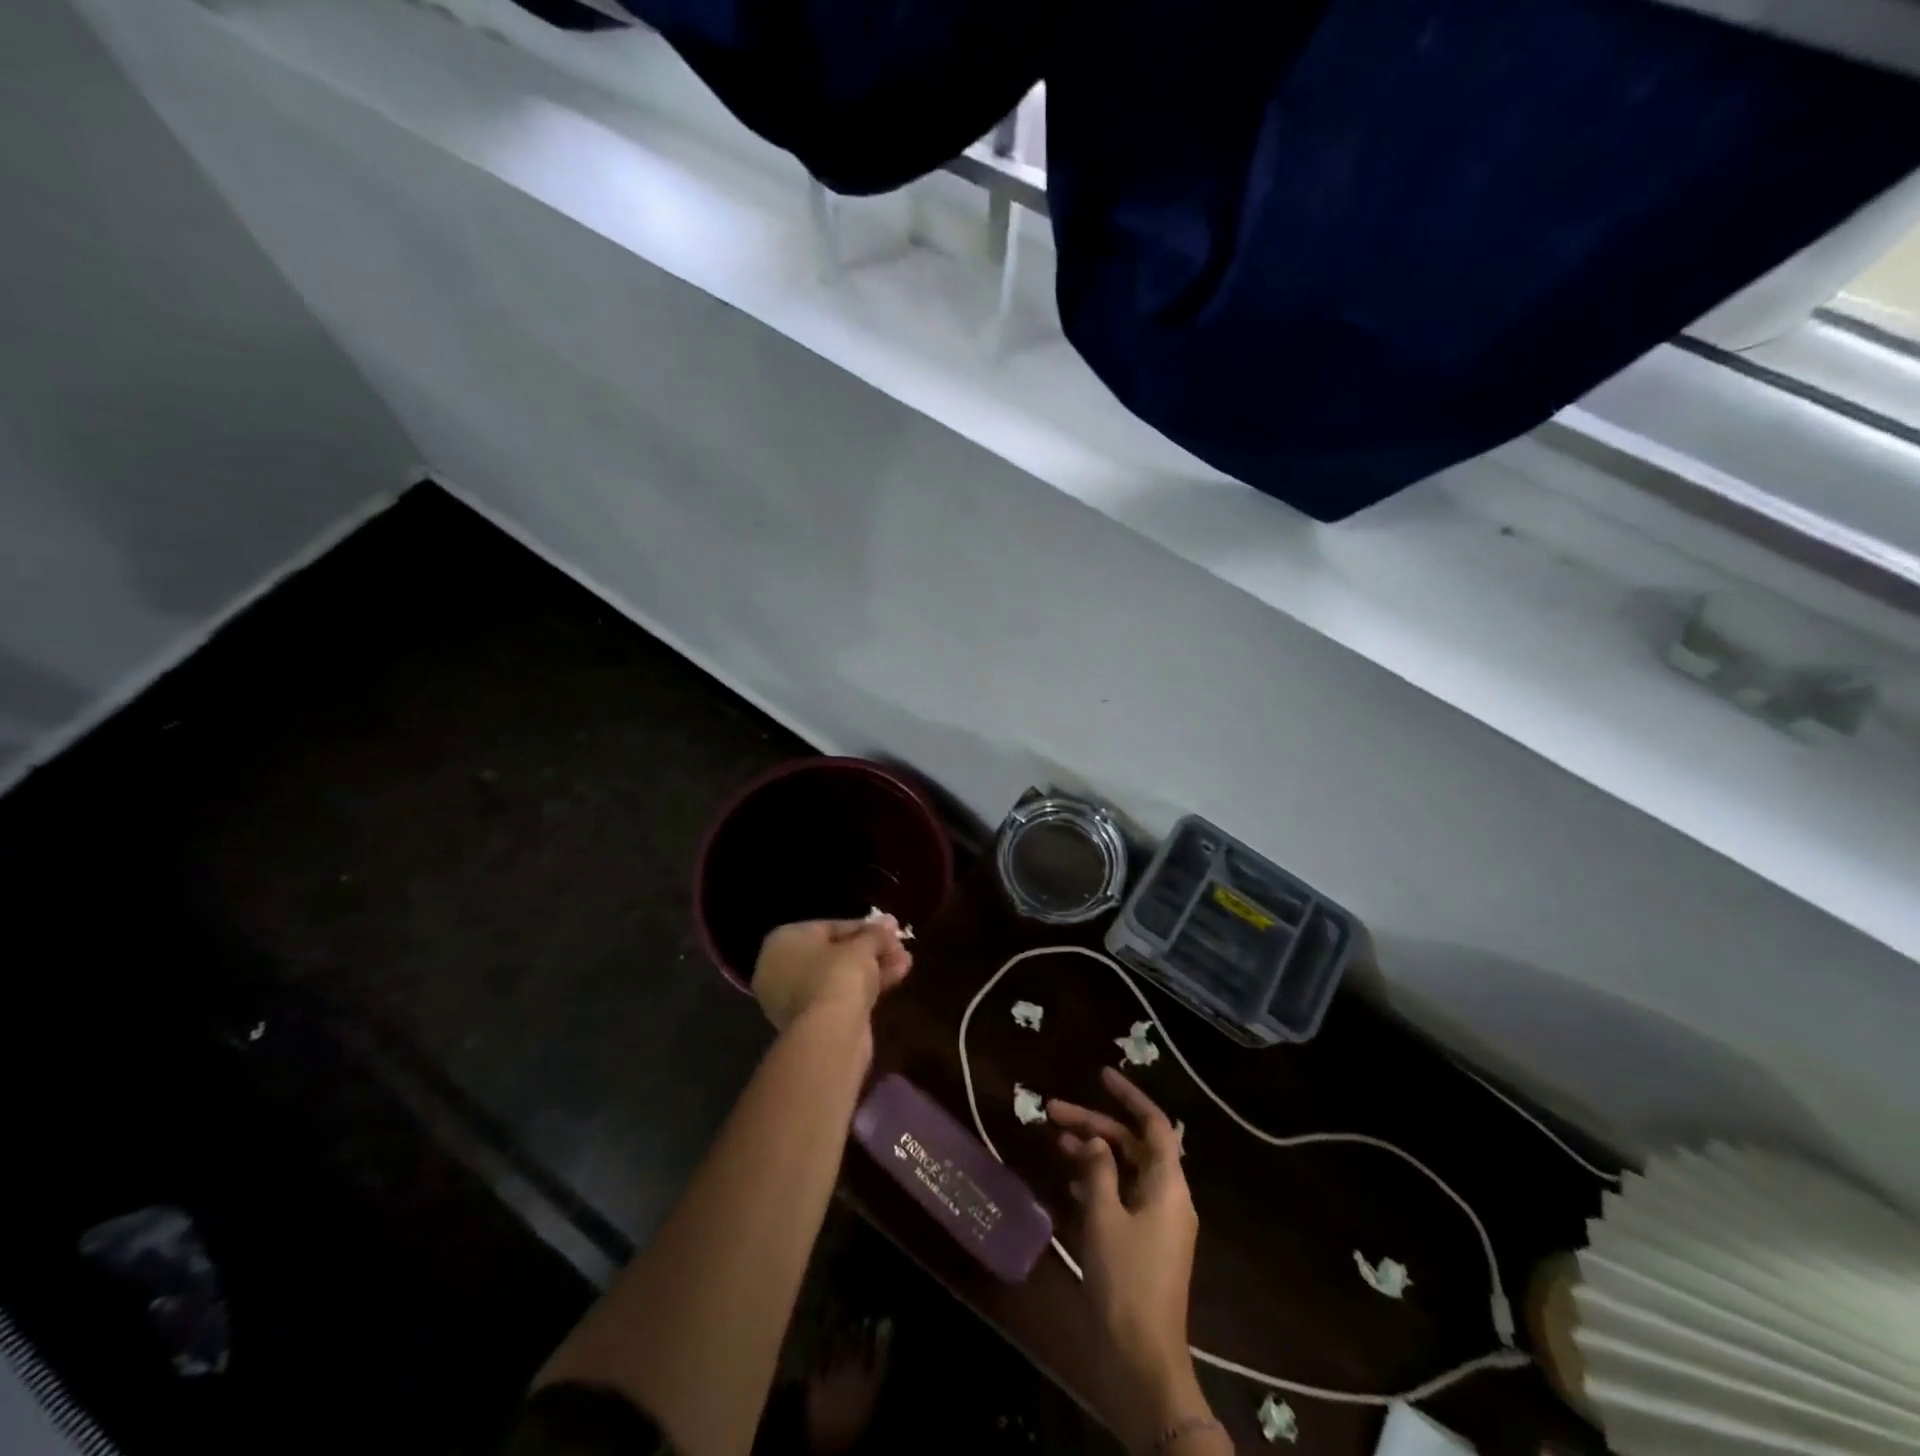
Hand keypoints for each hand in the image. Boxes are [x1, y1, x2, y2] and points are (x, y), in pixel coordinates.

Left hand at [752, 917, 911, 1032]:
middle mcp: (780, 968)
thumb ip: (875, 933)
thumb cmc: (838, 974)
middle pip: (834, 952)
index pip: (828, 927)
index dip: (863, 927)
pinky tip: (896, 978)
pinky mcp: (810, 1022)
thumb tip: (889, 922)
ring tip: (905, 962)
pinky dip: (864, 987)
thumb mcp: (862, 946)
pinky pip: (839, 995)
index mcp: (783, 942)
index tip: (889, 929)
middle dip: (870, 950)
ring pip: (839, 975)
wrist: (830, 1033)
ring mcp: (792, 998)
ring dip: (873, 967)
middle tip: (899, 947)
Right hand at [1049, 1068, 1211, 1450]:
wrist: (1141, 1359)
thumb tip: (1096, 1141)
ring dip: (1093, 1152)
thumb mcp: (1104, 1217)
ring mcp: (1157, 1222)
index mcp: (1168, 1185)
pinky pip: (1121, 1196)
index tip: (1100, 1075)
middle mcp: (1168, 1197)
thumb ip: (1098, 1170)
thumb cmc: (1125, 1280)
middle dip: (1095, 1123)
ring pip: (1124, 1169)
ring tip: (1055, 1141)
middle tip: (1053, 1111)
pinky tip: (1068, 1183)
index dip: (1129, 1096)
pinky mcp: (1143, 1243)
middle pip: (1132, 1144)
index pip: (1154, 1124)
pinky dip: (1097, 1182)